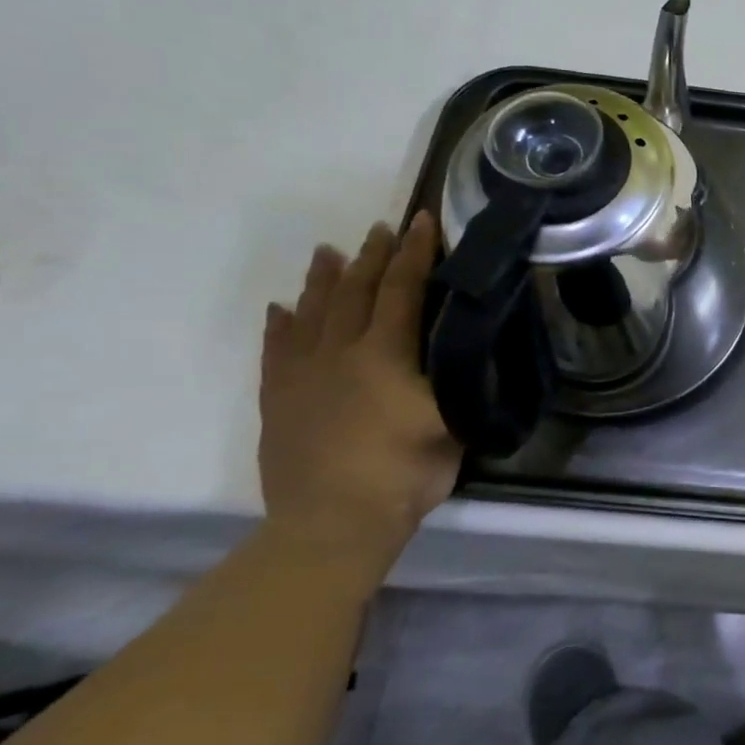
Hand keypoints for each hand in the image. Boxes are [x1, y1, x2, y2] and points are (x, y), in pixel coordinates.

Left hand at [258, 212, 461, 569]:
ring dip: (323, 280)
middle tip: (381, 229)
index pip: (402, 292)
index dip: (414, 255)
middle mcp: (340, 354)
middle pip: (355, 293)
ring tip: (329, 251)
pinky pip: (276, 351)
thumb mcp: (453, 425)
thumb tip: (468, 354)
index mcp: (385, 356)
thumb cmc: (405, 472)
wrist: (333, 522)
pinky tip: (283, 309)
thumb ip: (457, 384)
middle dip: (372, 258)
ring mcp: (302, 376)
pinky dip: (281, 325)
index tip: (423, 221)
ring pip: (312, 314)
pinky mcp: (278, 400)